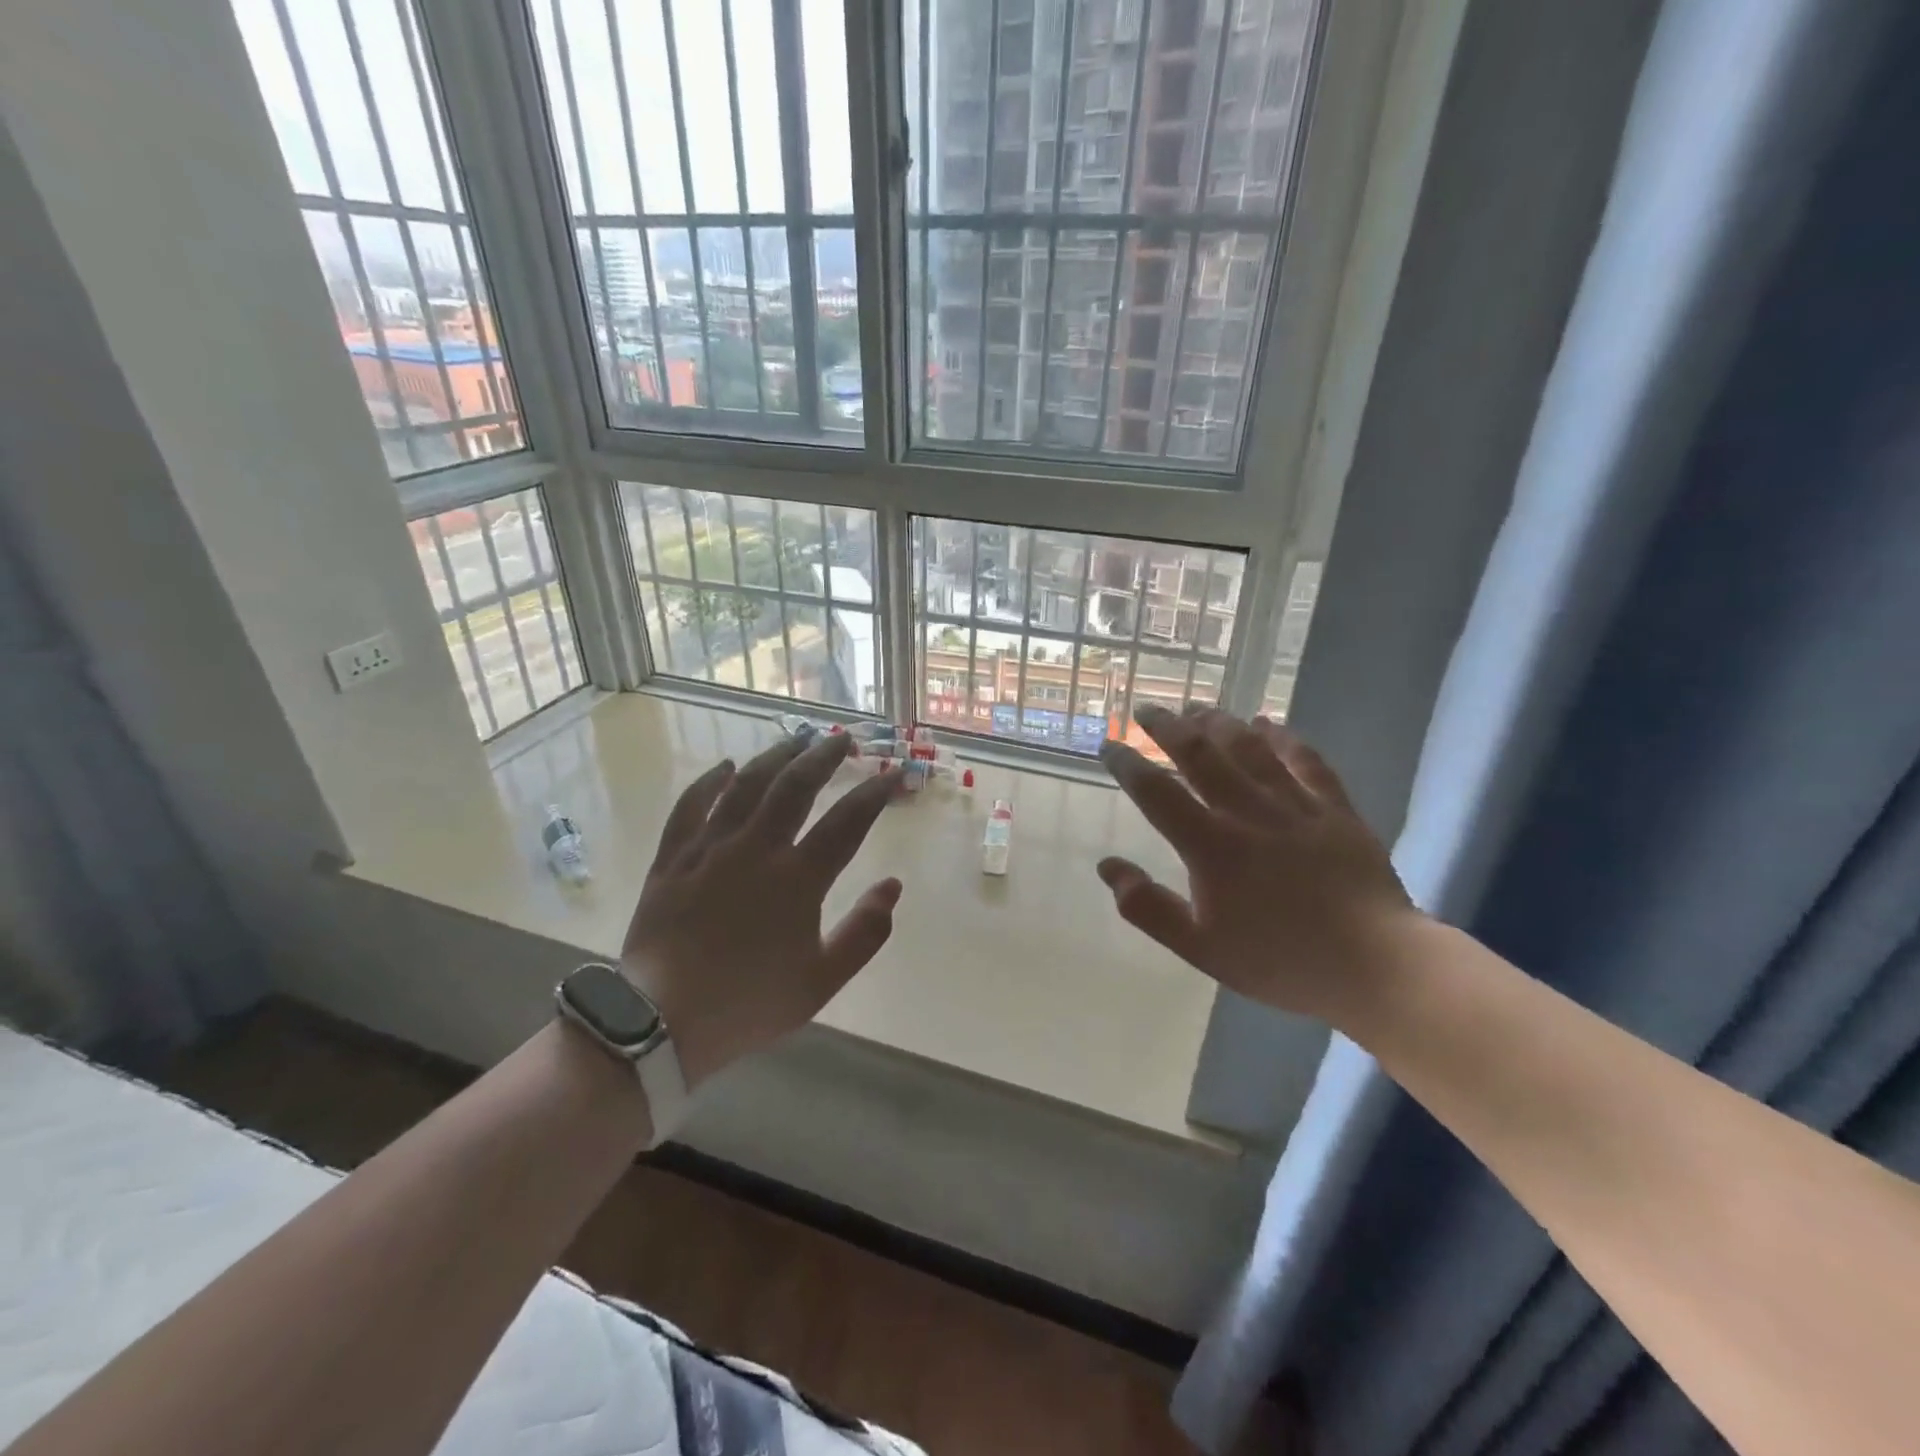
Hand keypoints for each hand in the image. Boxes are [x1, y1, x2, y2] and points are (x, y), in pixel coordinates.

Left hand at [623, 733, 901, 1086]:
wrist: (660, 1022)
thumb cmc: (748, 1003)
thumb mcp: (822, 981)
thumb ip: (864, 933)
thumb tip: (892, 886)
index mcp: (798, 879)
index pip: (848, 821)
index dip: (876, 792)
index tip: (895, 772)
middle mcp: (756, 850)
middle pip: (795, 786)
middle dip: (824, 757)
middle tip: (843, 740)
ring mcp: (710, 848)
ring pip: (746, 785)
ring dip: (775, 757)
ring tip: (796, 741)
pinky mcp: (673, 858)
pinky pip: (690, 806)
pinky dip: (709, 782)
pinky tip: (725, 766)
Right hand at [1096, 706, 1415, 1022]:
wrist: (1375, 967)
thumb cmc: (1280, 961)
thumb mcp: (1200, 948)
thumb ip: (1149, 908)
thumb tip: (1108, 866)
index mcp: (1210, 846)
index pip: (1157, 792)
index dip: (1128, 765)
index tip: (1109, 745)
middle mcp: (1248, 813)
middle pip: (1201, 755)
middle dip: (1168, 728)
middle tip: (1147, 710)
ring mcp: (1295, 806)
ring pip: (1249, 749)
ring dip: (1219, 723)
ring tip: (1197, 709)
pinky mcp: (1335, 809)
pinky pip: (1306, 761)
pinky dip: (1283, 738)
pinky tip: (1267, 724)